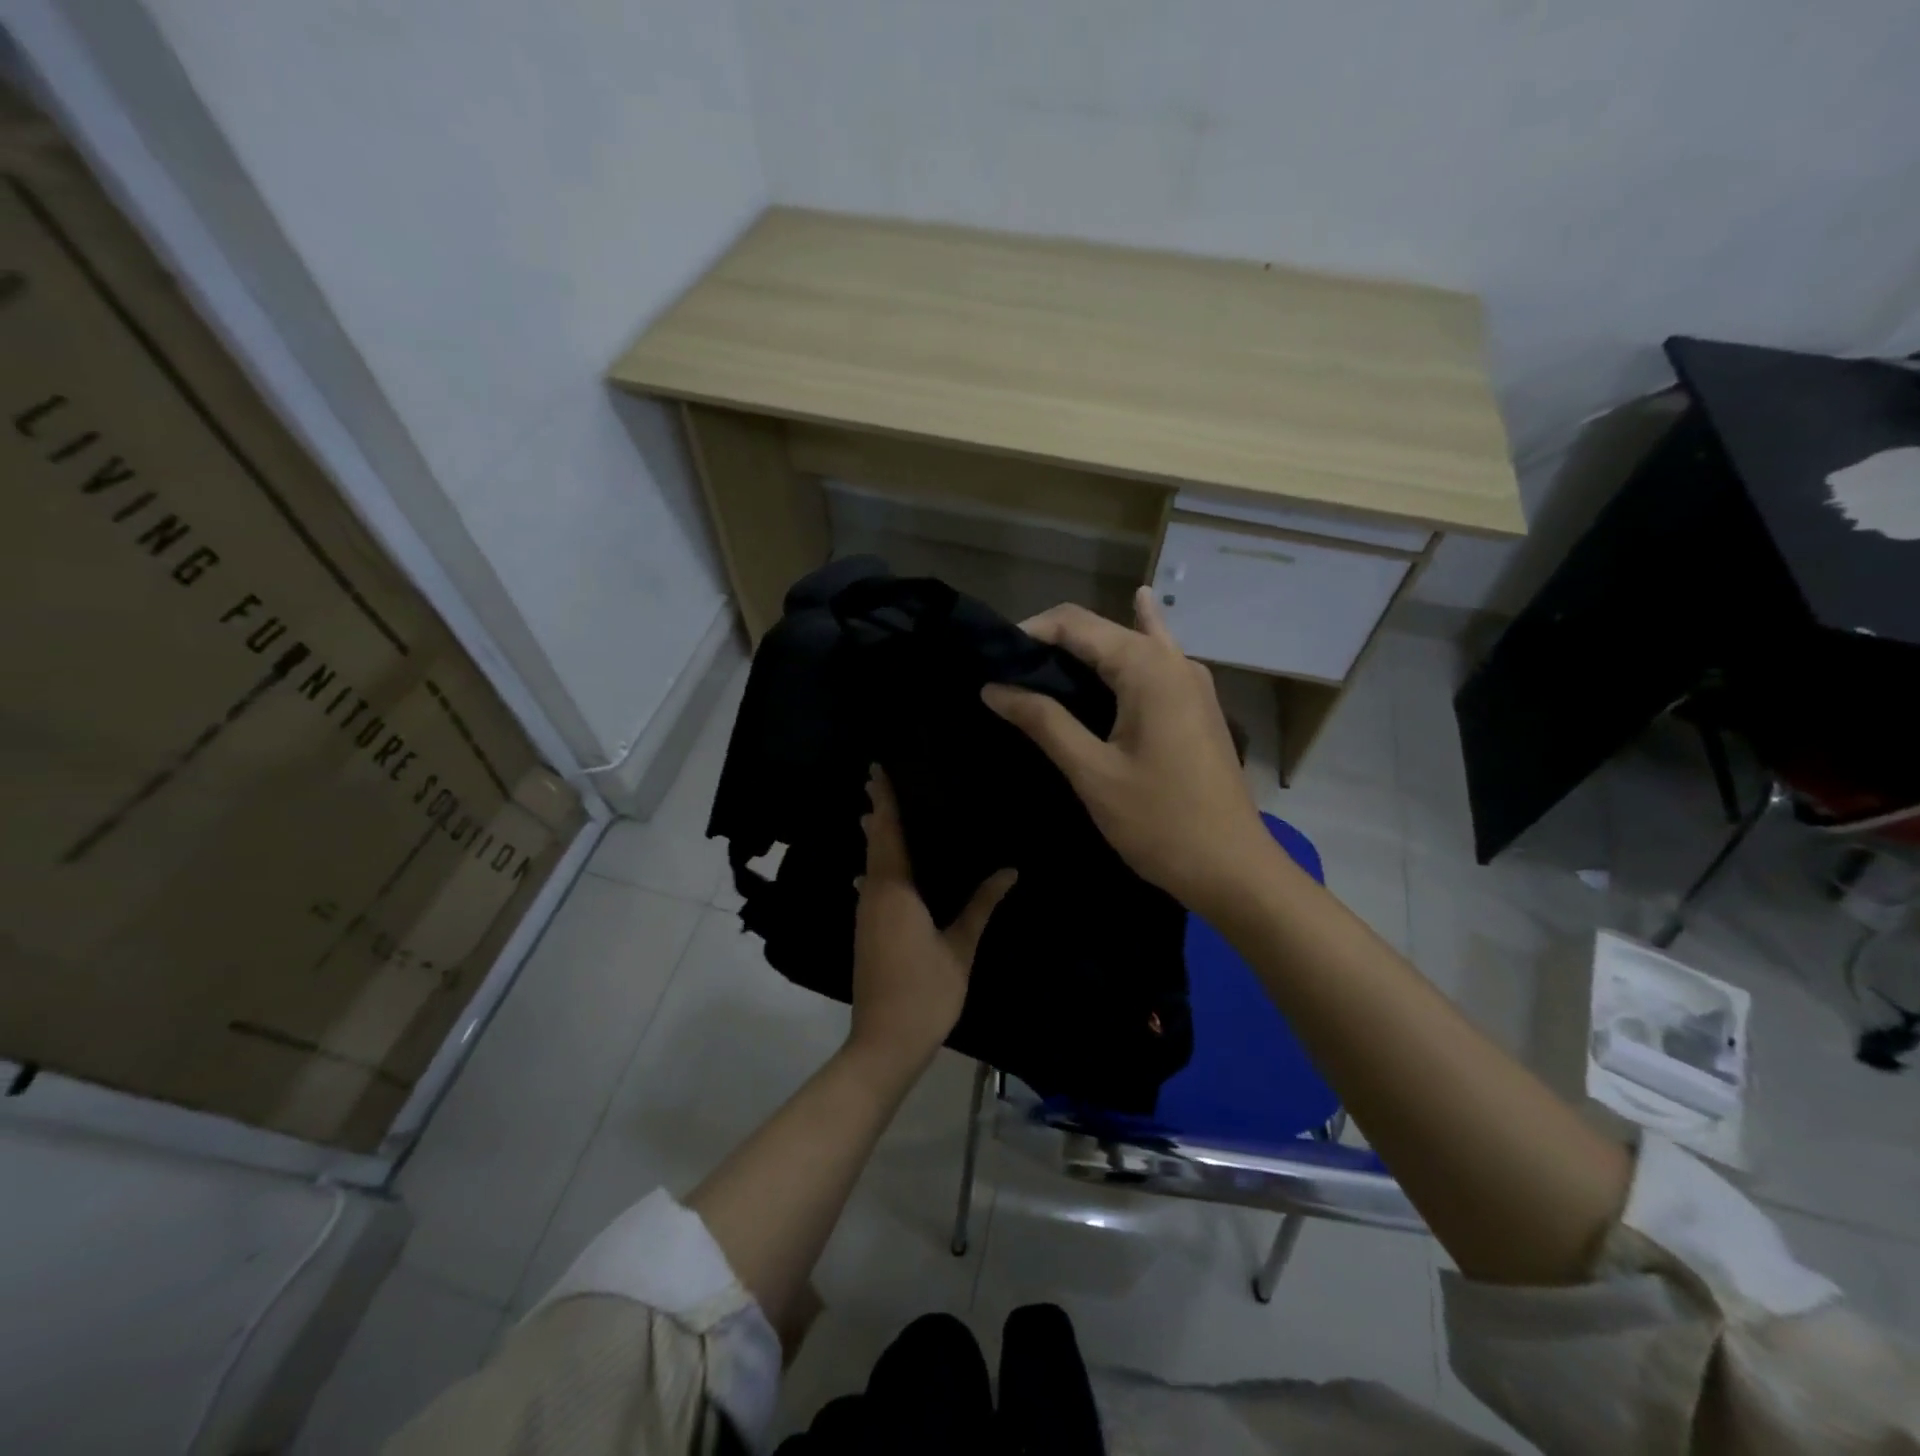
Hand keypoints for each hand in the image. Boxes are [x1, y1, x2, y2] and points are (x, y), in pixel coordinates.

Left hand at [848, 766, 1015, 1082]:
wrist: (884, 1042)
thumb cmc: (925, 992)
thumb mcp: (960, 947)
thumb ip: (981, 905)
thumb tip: (1010, 870)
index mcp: (895, 890)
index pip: (887, 833)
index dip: (883, 800)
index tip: (878, 768)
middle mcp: (873, 894)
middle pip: (873, 843)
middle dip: (876, 811)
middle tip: (881, 778)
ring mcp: (865, 914)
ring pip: (869, 863)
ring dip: (875, 836)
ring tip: (882, 811)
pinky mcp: (866, 930)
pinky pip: (871, 882)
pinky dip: (878, 863)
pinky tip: (885, 866)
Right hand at [982, 587, 1276, 918]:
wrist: (1233, 869)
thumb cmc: (1159, 823)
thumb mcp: (1092, 772)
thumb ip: (1044, 722)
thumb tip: (993, 687)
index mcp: (1147, 667)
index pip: (1075, 623)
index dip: (1029, 632)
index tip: (993, 659)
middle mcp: (1173, 660)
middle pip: (1102, 629)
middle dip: (1052, 642)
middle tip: (1008, 671)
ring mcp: (1192, 681)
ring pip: (1130, 643)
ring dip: (1086, 649)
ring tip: (1042, 664)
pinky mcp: (1197, 704)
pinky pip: (1156, 660)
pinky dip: (1133, 643)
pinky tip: (1138, 609)